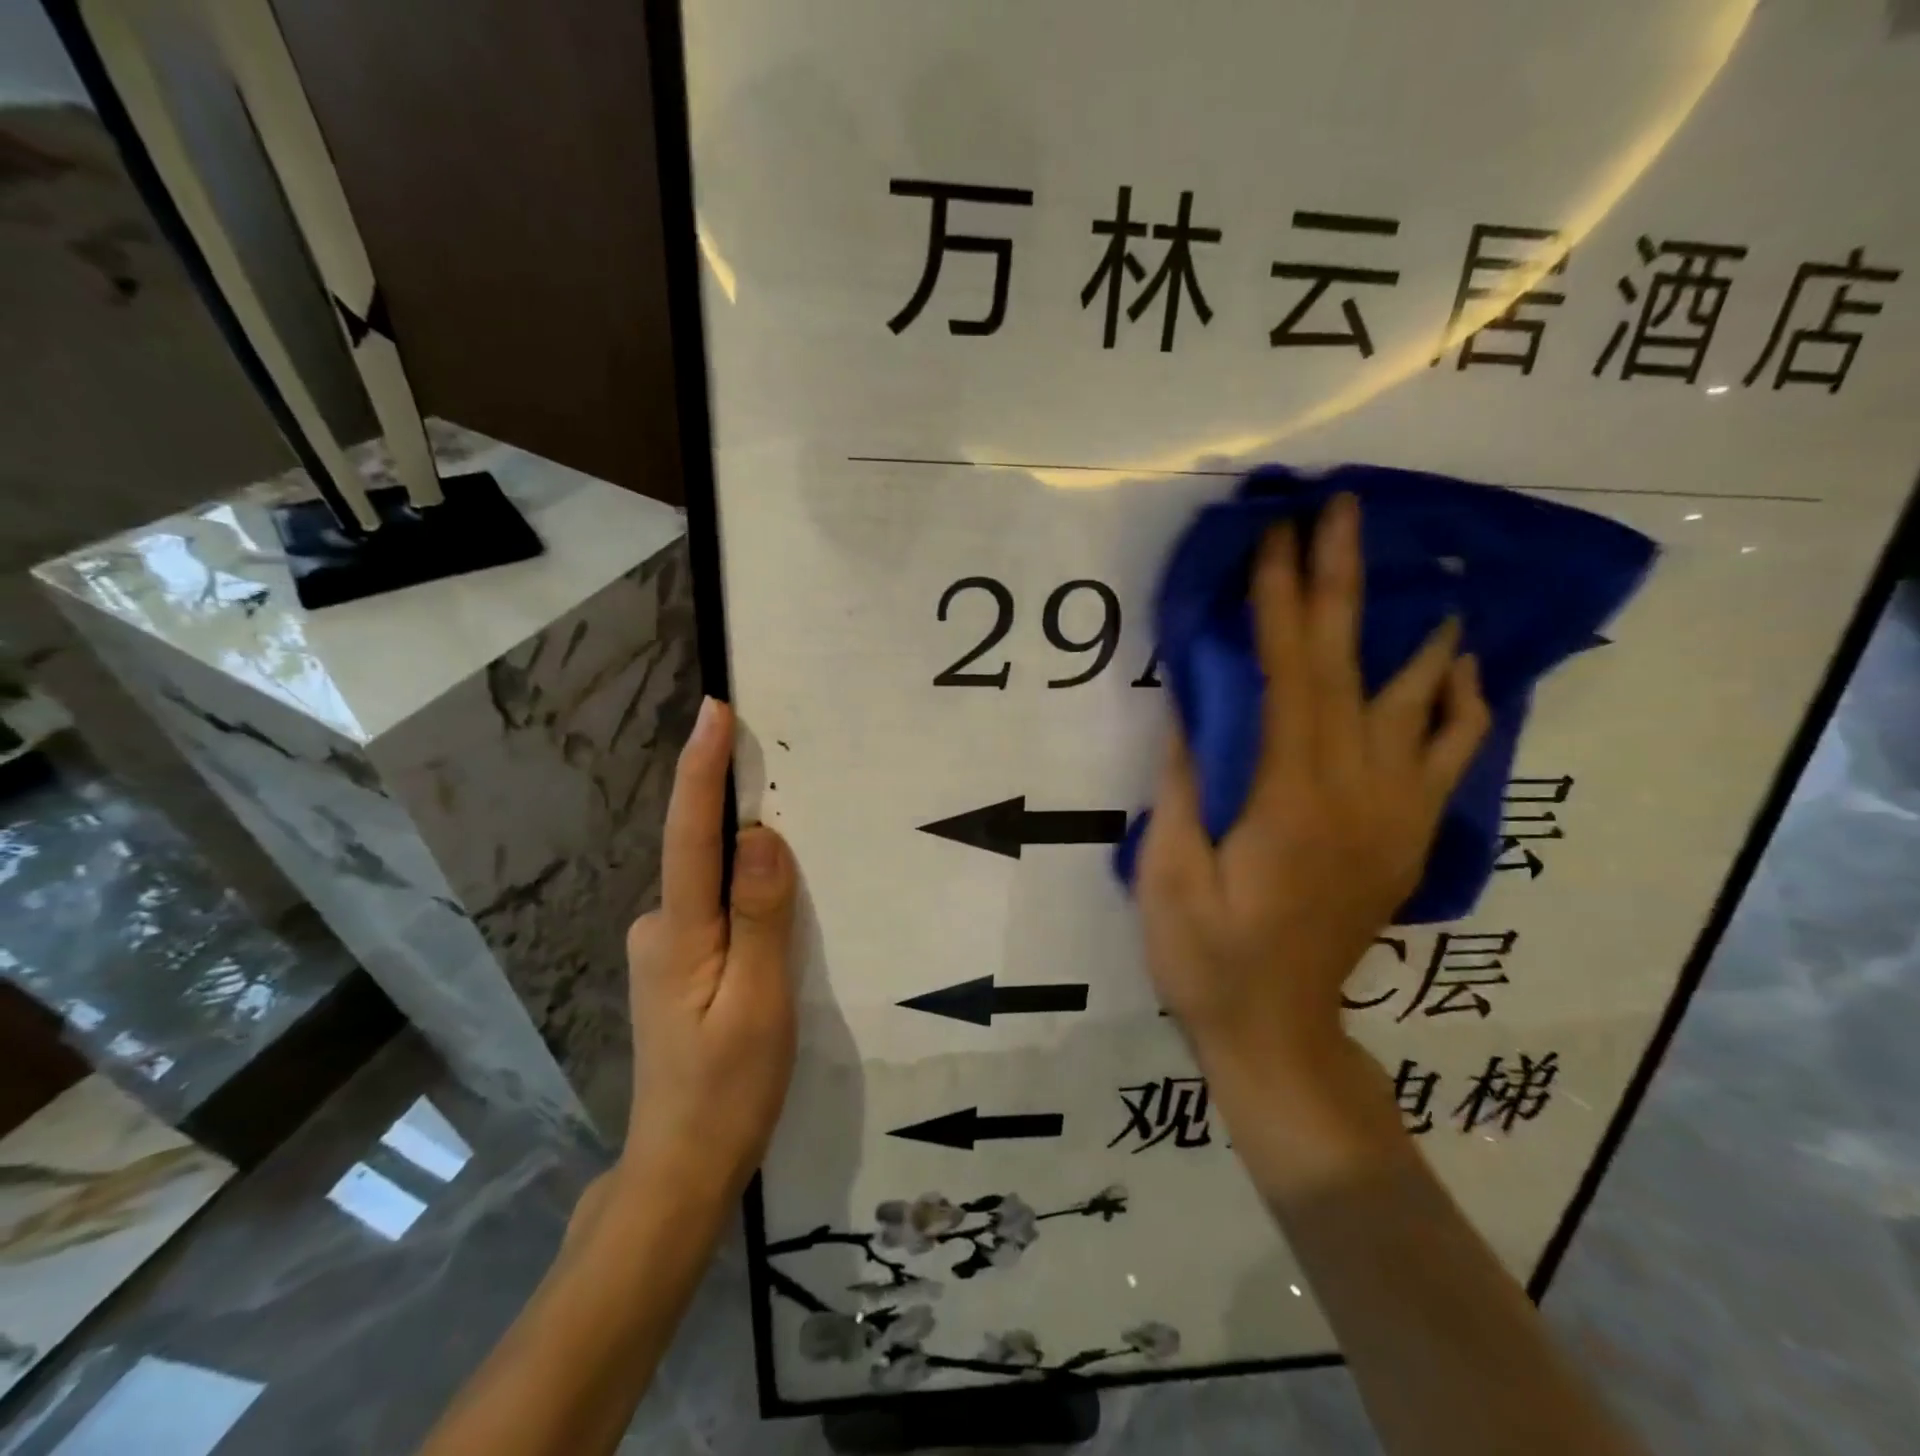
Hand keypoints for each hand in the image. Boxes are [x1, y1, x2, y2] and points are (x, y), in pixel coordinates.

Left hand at [618, 698, 797, 1205]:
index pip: (690, 834)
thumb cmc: (727, 1091)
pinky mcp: (679, 968)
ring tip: (799, 857)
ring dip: (748, 863)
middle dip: (739, 811)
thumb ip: (761, 917)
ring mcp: (665, 950)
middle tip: (788, 778)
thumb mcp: (760, 1004)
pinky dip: (745, 898)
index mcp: (678, 933)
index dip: (702, 768)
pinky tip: (775, 918)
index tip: (715, 709)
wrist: (681, 1171)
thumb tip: (760, 837)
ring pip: (714, 887)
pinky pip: (717, 911)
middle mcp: (660, 928)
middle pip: (703, 854)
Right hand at [1136, 494, 1488, 1154]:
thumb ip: (1187, 784)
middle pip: (1354, 669)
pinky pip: (1451, 758)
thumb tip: (1191, 706)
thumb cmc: (1206, 955)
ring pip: (1421, 704)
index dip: (1278, 600)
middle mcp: (1354, 792)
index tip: (1272, 535)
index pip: (1287, 675)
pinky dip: (1463, 705)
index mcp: (1289, 798)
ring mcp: (1392, 814)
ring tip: (1426, 575)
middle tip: (1343, 509)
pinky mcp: (1404, 836)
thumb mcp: (1170, 873)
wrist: (1278, 1031)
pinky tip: (1465, 671)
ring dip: (1417, 632)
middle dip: (1344, 582)